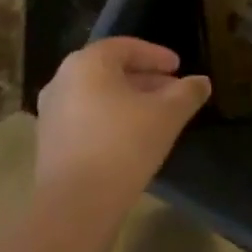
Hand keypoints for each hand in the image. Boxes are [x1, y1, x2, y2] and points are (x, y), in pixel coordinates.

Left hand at [35, 38, 211, 205]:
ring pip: (97, 95)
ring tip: (157, 116)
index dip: (156, 55)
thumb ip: (186, 93)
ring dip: (128, 101)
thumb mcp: (166, 116)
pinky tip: (132, 138)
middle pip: (110, 70)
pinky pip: (85, 118)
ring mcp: (51, 112)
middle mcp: (62, 80)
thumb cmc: (123, 146)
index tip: (178, 67)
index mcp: (87, 63)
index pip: (125, 47)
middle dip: (144, 79)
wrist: (75, 205)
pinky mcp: (49, 142)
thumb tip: (202, 82)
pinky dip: (110, 119)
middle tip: (172, 92)